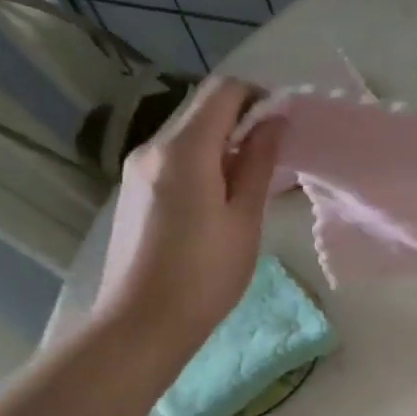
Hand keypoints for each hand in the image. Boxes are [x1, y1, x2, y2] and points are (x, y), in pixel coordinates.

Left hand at [91, 77, 282, 367]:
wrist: (141, 323)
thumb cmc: (205, 275)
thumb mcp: (245, 219)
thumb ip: (258, 163)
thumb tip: (274, 122)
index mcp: (184, 150)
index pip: (223, 92)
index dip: (258, 97)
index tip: (284, 125)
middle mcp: (153, 147)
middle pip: (201, 108)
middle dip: (241, 118)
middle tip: (273, 155)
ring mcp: (137, 168)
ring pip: (187, 133)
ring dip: (222, 141)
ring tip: (250, 181)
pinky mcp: (132, 189)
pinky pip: (173, 156)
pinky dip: (202, 160)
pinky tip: (219, 198)